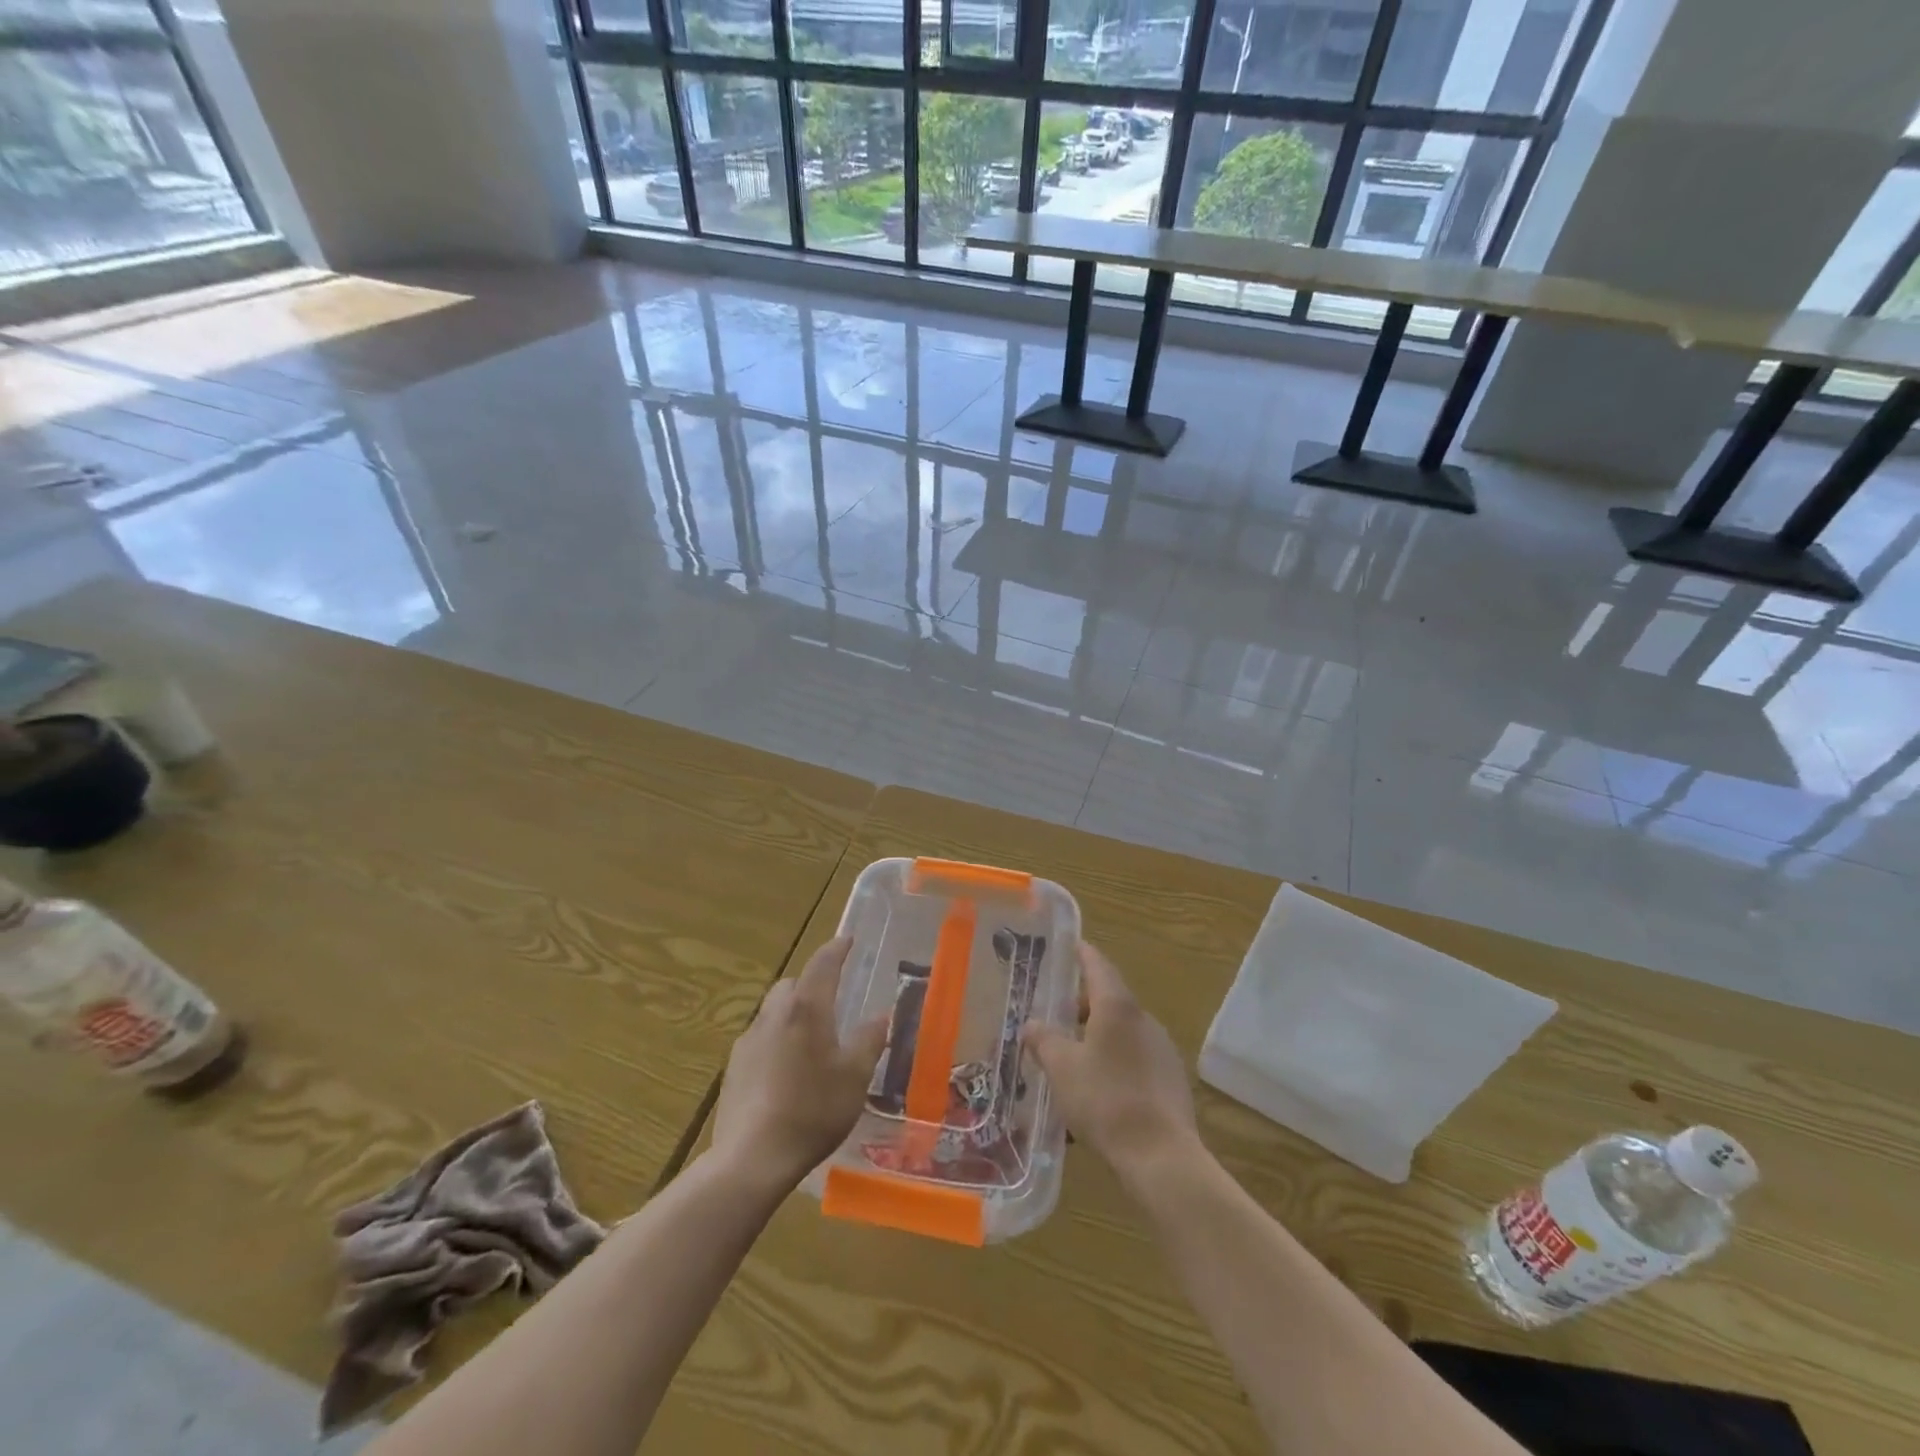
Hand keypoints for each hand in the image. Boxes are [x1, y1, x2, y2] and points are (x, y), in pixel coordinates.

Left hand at [710, 935, 888, 1194]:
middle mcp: (774, 1015)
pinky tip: (787, 1073)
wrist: (752, 1157)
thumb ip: (869, 1040)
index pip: (822, 964)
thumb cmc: (813, 1110)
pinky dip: (777, 1041)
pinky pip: (761, 1039)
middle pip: (792, 984)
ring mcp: (748, 1040)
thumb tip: (880, 1015)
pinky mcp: (733, 1068)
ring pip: (774, 1012)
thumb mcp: (855, 1076)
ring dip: (792, 1014)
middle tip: (832, 1003)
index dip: (837, 948)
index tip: (848, 940)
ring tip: (812, 1042)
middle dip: (811, 984)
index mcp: (806, 1008)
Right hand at [1024, 943, 1198, 1181]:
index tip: (1070, 945)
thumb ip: (1044, 1041)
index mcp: (1117, 1006)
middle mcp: (1144, 1019)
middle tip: (1056, 1017)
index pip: (1098, 965)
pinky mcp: (1171, 1079)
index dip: (1082, 954)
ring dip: (1098, 1036)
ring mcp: (1162, 1049)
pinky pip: (1135, 1058)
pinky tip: (1099, 1090)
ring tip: (1072, 1059)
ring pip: (1123, 1031)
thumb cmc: (1105, 1100)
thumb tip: (1031, 1025)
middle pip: (1110, 999)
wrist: (1161, 1156)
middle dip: (1083, 1005)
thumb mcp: (1062, 1069)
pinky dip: (1114, 1061)